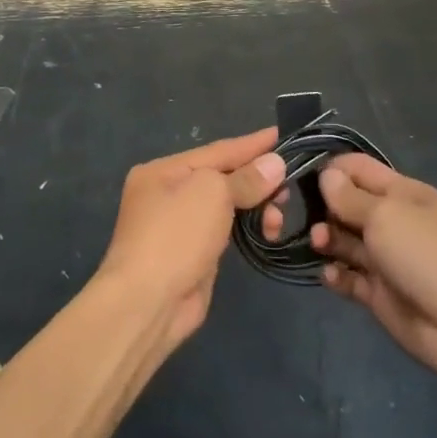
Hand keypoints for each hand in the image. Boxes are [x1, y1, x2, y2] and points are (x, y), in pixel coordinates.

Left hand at [98, 128, 285, 349]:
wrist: (147, 302)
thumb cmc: (176, 235)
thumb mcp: (212, 193)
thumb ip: (245, 177)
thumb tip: (275, 163)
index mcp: (163, 170)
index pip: (218, 150)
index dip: (253, 144)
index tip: (284, 135)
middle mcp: (168, 194)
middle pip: (223, 178)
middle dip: (258, 181)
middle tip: (288, 188)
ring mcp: (180, 226)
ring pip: (228, 205)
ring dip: (258, 207)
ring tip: (277, 218)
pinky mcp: (193, 254)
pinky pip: (227, 230)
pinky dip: (248, 227)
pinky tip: (267, 231)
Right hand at [313, 155, 436, 387]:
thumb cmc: (426, 254)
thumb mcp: (386, 215)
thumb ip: (350, 197)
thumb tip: (326, 175)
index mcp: (402, 193)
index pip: (359, 169)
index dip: (330, 169)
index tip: (298, 175)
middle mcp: (392, 221)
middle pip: (347, 205)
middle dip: (323, 207)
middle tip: (301, 215)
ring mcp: (385, 258)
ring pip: (344, 241)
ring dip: (326, 239)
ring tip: (319, 244)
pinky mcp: (379, 293)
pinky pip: (348, 277)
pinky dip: (335, 275)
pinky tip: (331, 275)